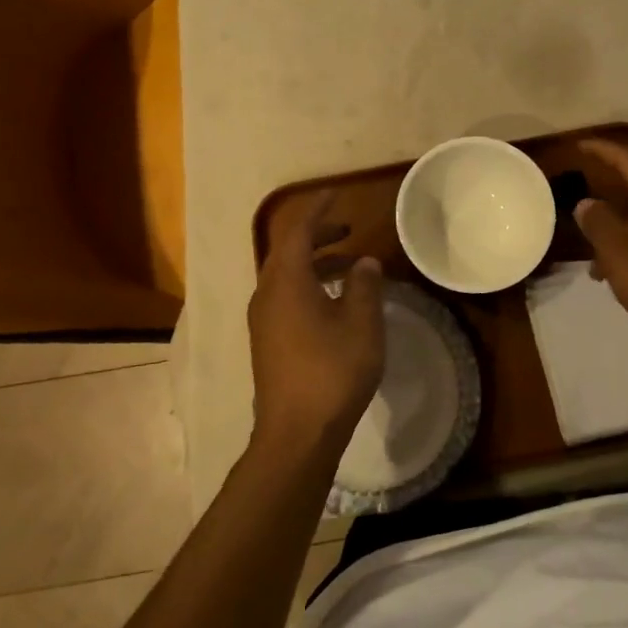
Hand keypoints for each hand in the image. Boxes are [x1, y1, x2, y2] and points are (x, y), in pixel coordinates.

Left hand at [248, 192, 385, 458]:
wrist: (297, 433)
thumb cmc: (332, 371)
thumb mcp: (360, 323)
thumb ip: (364, 286)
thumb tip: (364, 263)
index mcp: (286, 281)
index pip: (296, 230)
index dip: (316, 210)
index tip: (334, 195)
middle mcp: (267, 294)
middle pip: (288, 251)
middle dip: (317, 236)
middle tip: (348, 229)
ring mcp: (262, 320)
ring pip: (286, 276)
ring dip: (315, 264)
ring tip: (350, 266)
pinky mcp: (267, 342)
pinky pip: (285, 298)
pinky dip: (309, 286)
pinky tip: (334, 303)